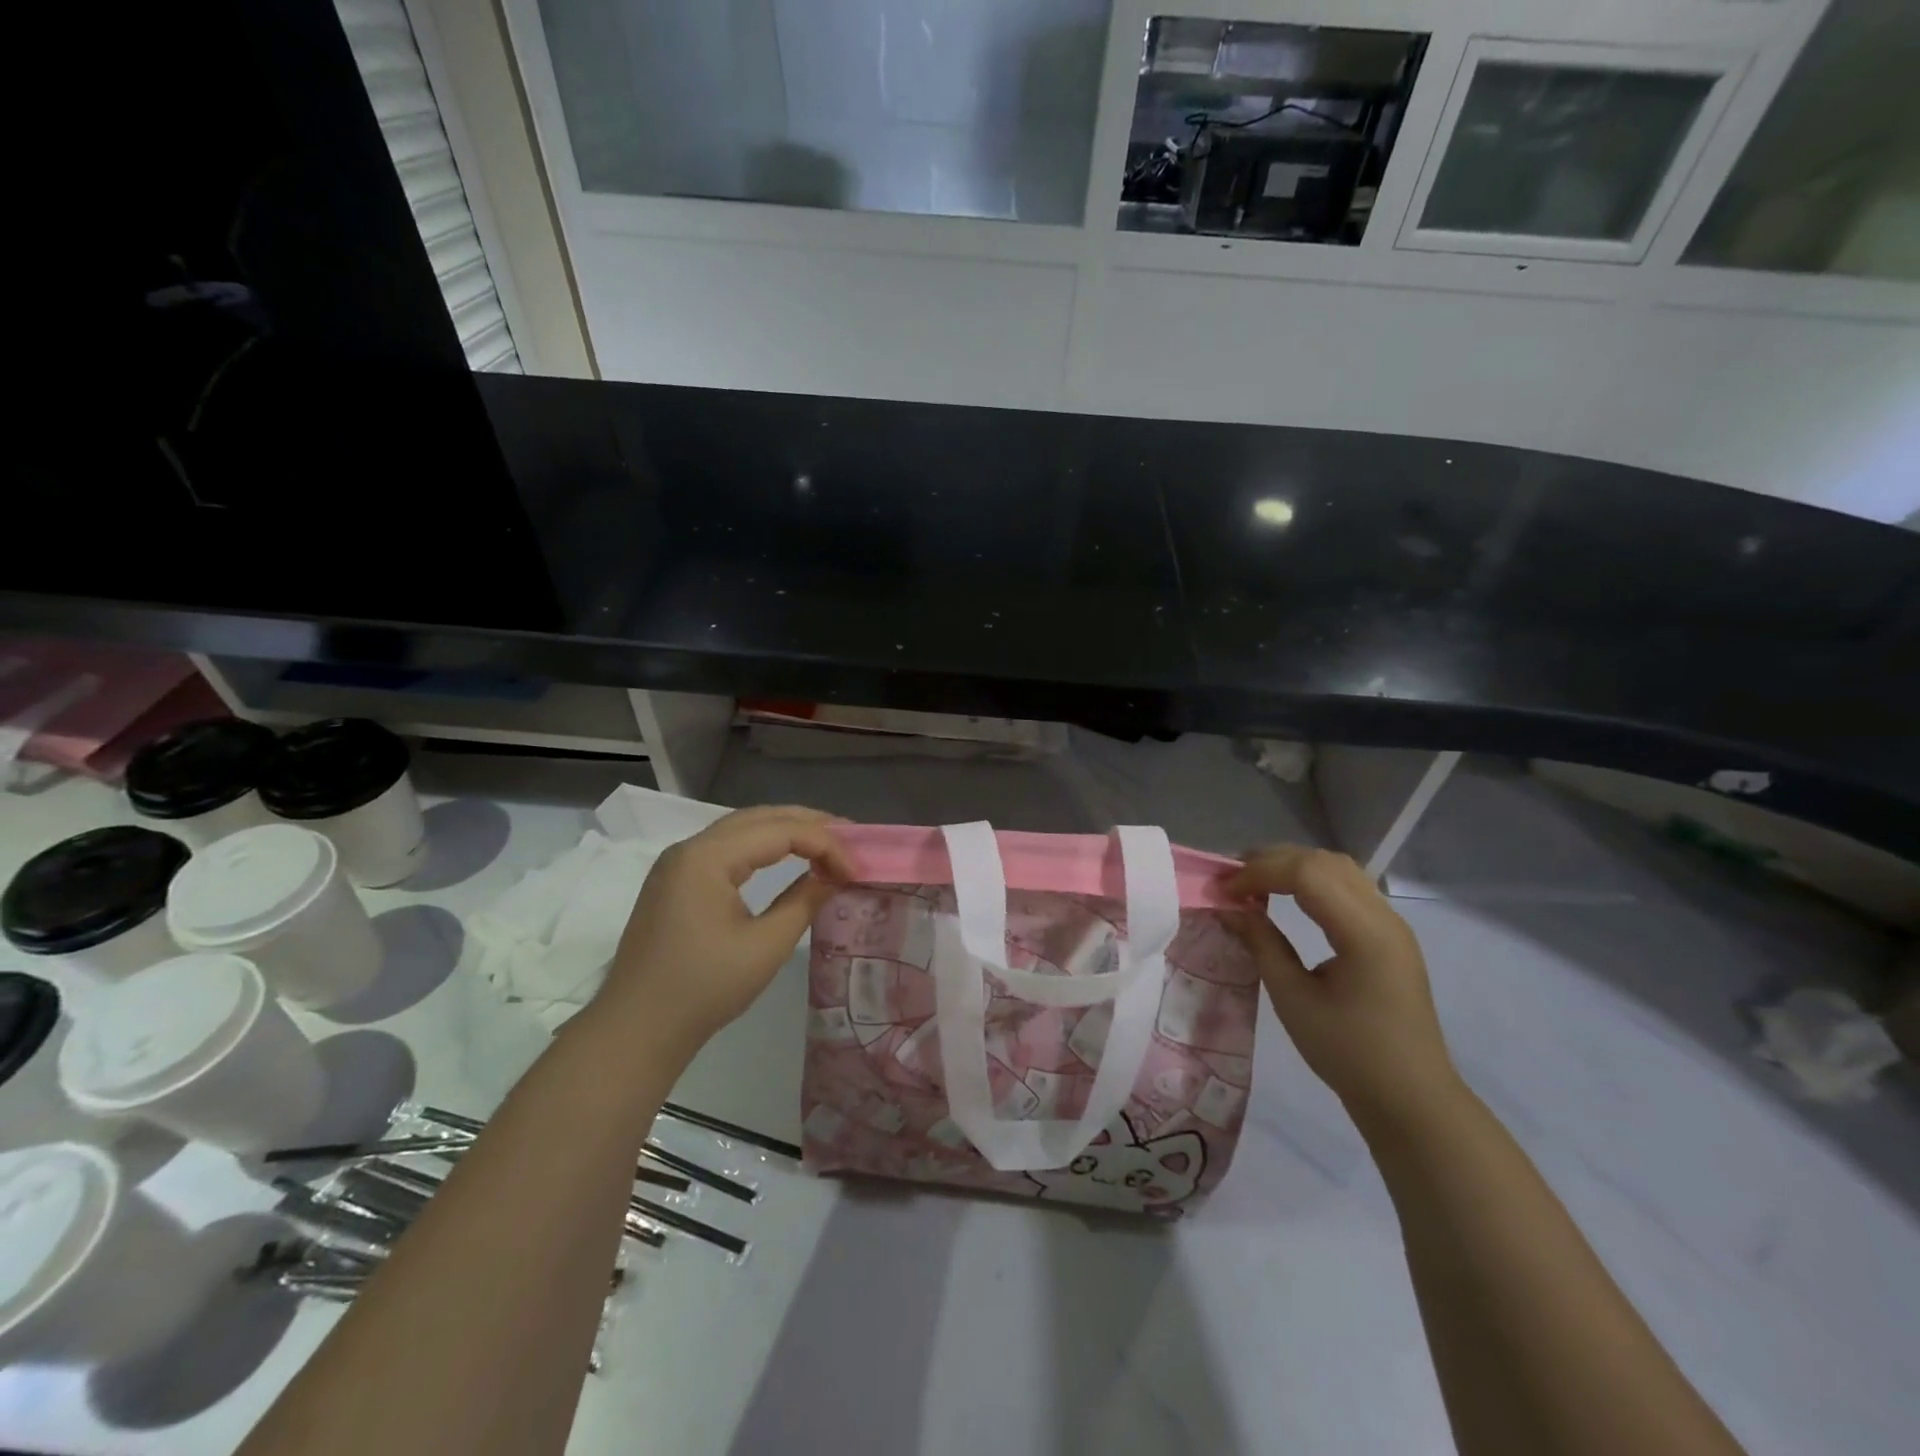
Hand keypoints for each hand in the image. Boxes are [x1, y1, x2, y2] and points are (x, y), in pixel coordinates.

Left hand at [601, 805, 853, 1047]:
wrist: (635, 1030)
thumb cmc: (703, 989)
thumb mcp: (765, 946)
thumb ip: (805, 900)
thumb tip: (835, 876)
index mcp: (707, 857)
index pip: (780, 830)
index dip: (825, 844)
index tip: (857, 870)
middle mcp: (690, 848)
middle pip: (760, 817)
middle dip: (809, 824)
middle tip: (851, 839)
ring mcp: (678, 863)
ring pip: (742, 829)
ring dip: (786, 831)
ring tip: (826, 844)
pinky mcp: (675, 881)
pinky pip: (726, 848)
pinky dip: (762, 847)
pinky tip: (785, 857)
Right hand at [1222, 846, 1460, 1128]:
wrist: (1411, 1098)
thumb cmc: (1349, 1054)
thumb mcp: (1294, 1000)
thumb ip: (1262, 944)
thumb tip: (1229, 909)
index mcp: (1364, 933)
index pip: (1307, 873)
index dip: (1259, 872)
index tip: (1223, 891)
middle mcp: (1383, 916)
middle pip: (1323, 862)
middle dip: (1271, 861)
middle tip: (1231, 880)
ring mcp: (1391, 923)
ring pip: (1337, 868)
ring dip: (1292, 866)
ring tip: (1254, 883)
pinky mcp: (1388, 935)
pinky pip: (1347, 886)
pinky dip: (1311, 881)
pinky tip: (1286, 898)